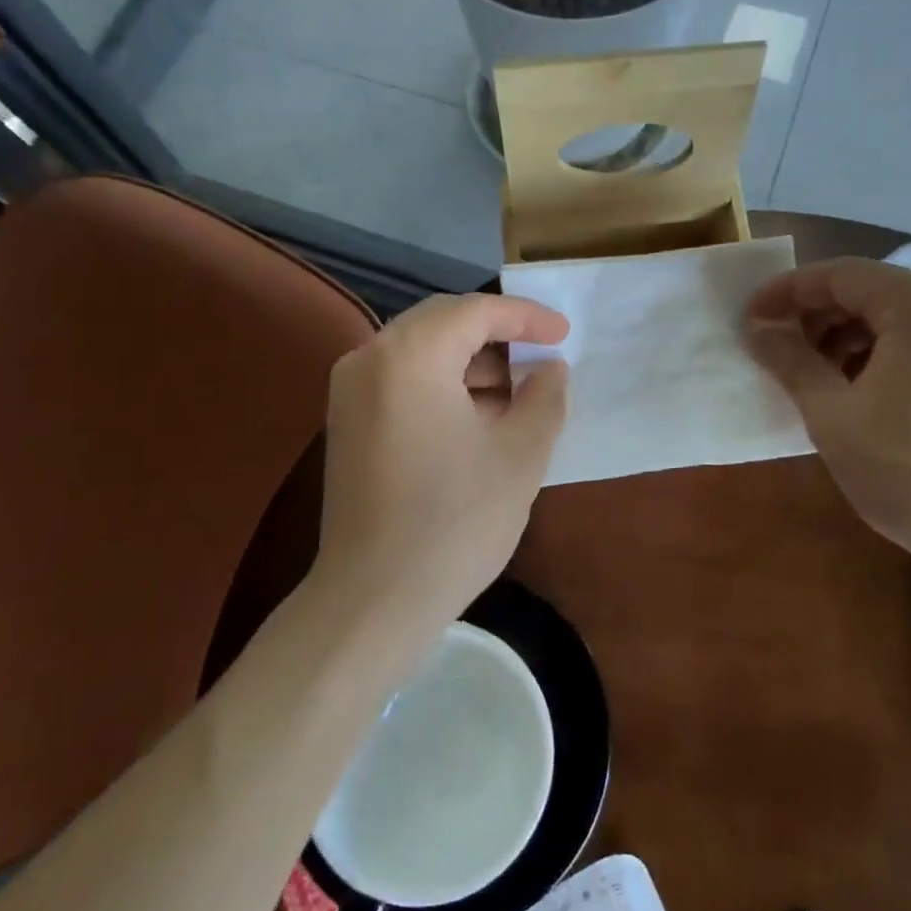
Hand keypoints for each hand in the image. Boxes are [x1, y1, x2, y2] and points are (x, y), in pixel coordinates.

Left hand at [316, 293, 568, 618]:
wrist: (374, 599)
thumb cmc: (455, 521)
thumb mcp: (520, 454)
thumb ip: (544, 396)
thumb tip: (549, 368)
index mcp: (410, 355)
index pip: (476, 311)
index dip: (526, 317)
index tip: (564, 333)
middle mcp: (369, 358)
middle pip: (442, 322)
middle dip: (497, 334)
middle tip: (541, 358)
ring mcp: (349, 390)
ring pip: (420, 351)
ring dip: (469, 361)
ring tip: (515, 393)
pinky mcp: (345, 422)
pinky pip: (401, 379)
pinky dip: (442, 384)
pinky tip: (476, 416)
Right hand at [745, 258, 910, 559]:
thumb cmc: (907, 470)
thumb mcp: (831, 414)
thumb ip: (789, 360)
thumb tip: (757, 330)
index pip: (840, 276)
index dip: (787, 292)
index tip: (749, 316)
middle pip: (871, 291)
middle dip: (816, 315)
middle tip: (776, 348)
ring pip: (897, 316)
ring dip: (847, 336)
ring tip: (813, 373)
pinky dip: (882, 352)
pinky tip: (857, 387)